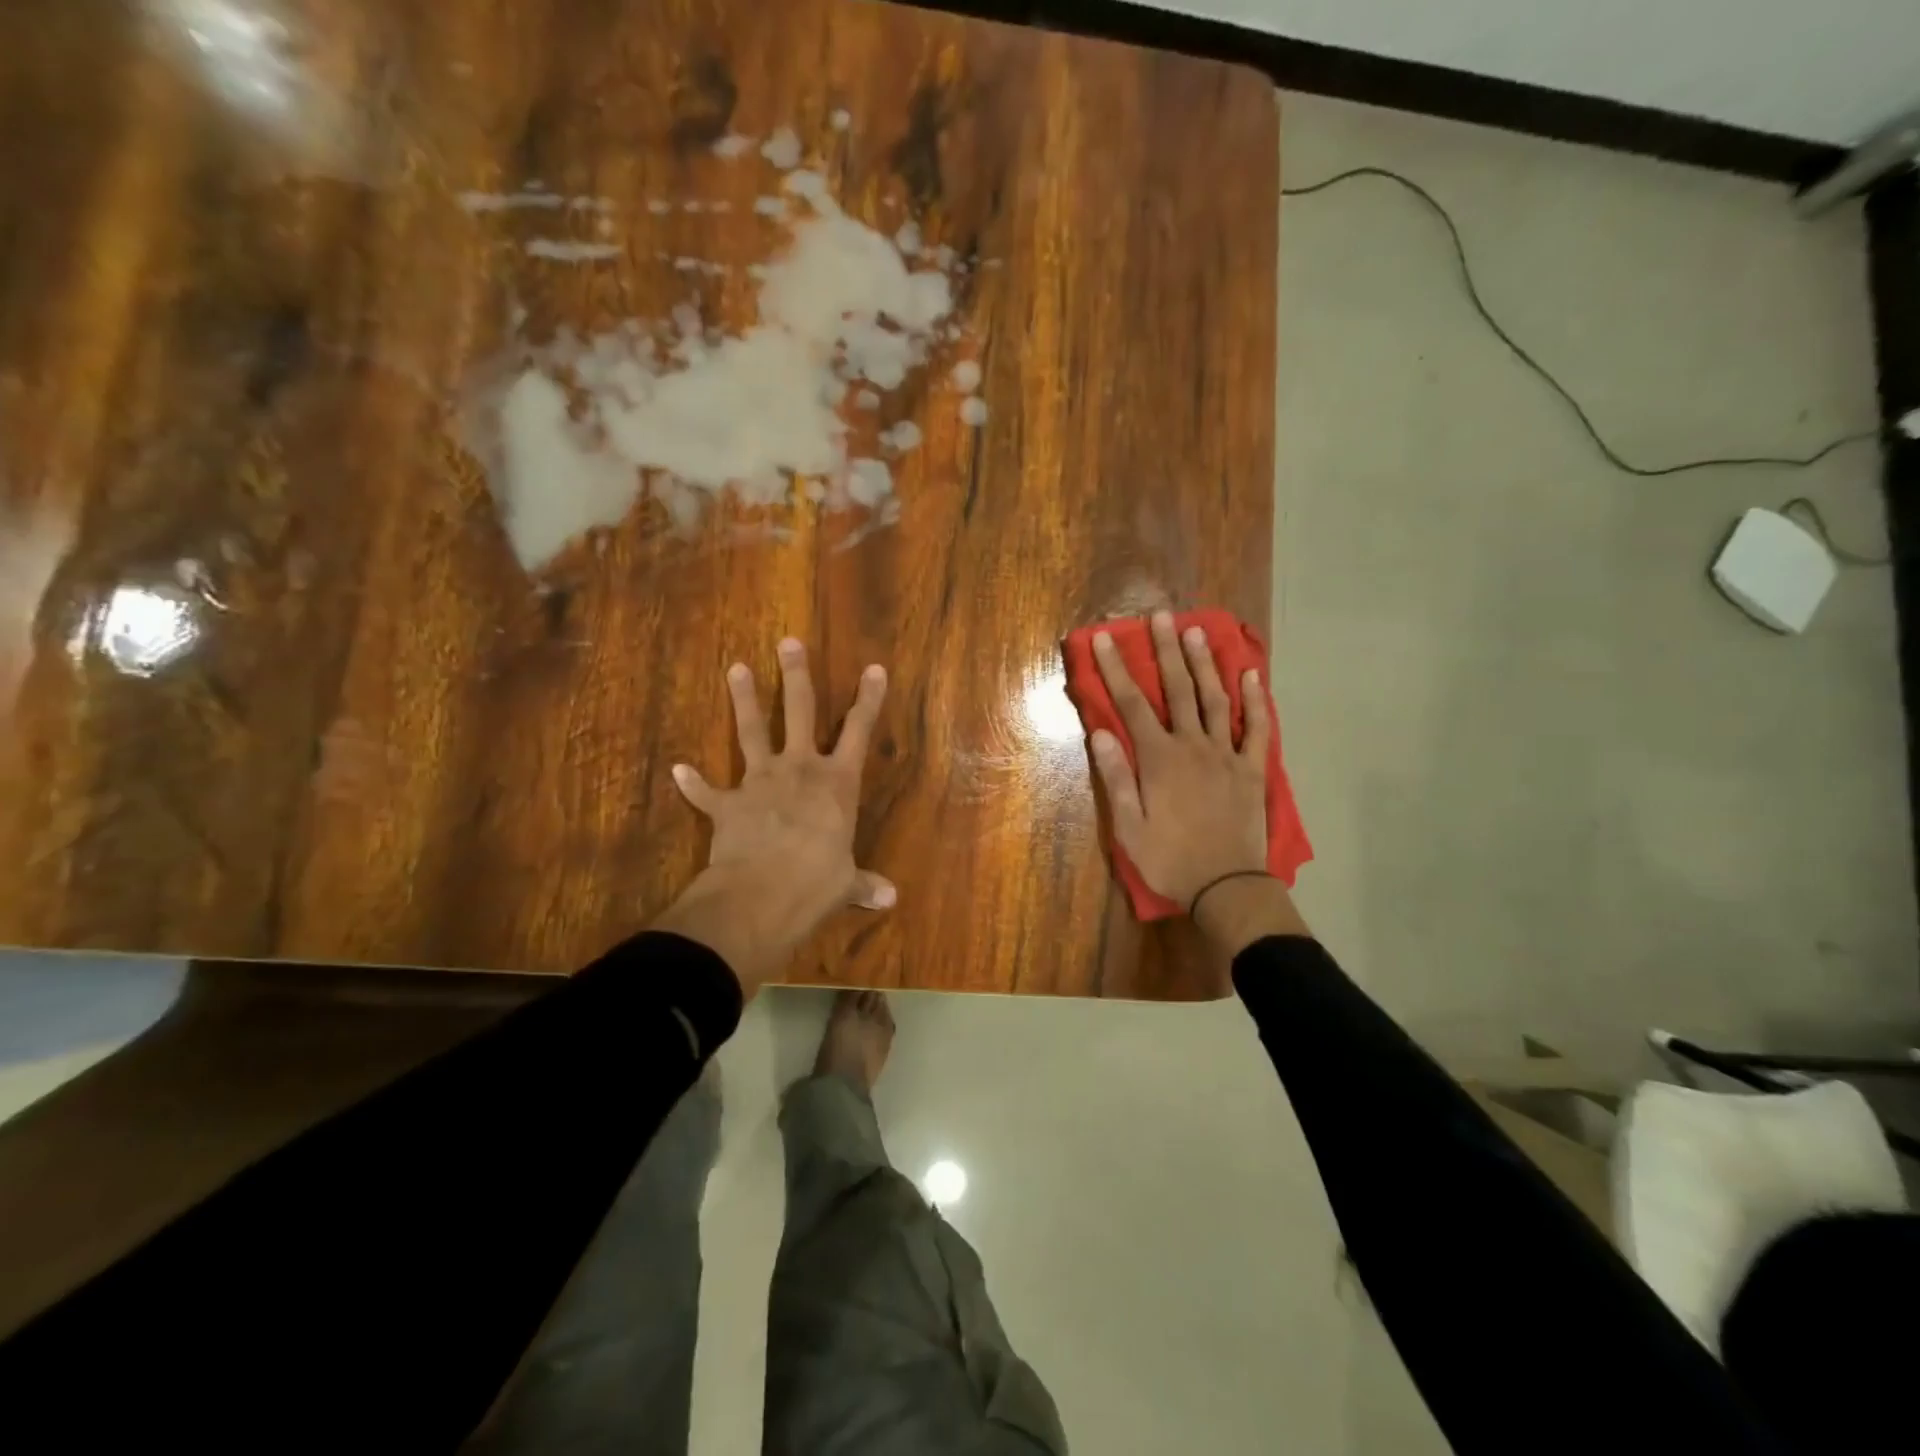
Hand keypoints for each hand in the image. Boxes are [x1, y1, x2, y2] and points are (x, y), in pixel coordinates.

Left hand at [654, 639, 891, 993]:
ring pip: (752, 731)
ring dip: (744, 700)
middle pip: (799, 711)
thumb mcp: (846, 882)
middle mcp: (799, 770)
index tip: (873, 668)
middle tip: (788, 642)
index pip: (858, 730)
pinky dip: (693, 783)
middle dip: (795, 676)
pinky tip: (679, 770)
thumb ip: (864, 884)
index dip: (868, 699)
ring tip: (736, 668)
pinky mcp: (727, 805)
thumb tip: (889, 900)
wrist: (761, 895)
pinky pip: (707, 791)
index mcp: (837, 782)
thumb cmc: (817, 882)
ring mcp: (759, 782)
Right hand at [1088, 611, 1270, 911]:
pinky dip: (1257, 701)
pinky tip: (1252, 675)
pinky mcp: (1252, 769)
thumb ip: (1116, 776)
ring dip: (1206, 663)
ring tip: (1198, 631)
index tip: (1107, 638)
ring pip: (1216, 699)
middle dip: (1166, 650)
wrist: (1227, 886)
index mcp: (1158, 758)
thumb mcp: (1128, 827)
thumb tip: (1100, 731)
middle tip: (1161, 616)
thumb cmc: (1170, 859)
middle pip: (1178, 689)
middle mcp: (1192, 745)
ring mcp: (1226, 754)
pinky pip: (1257, 728)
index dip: (1117, 669)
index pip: (1132, 704)